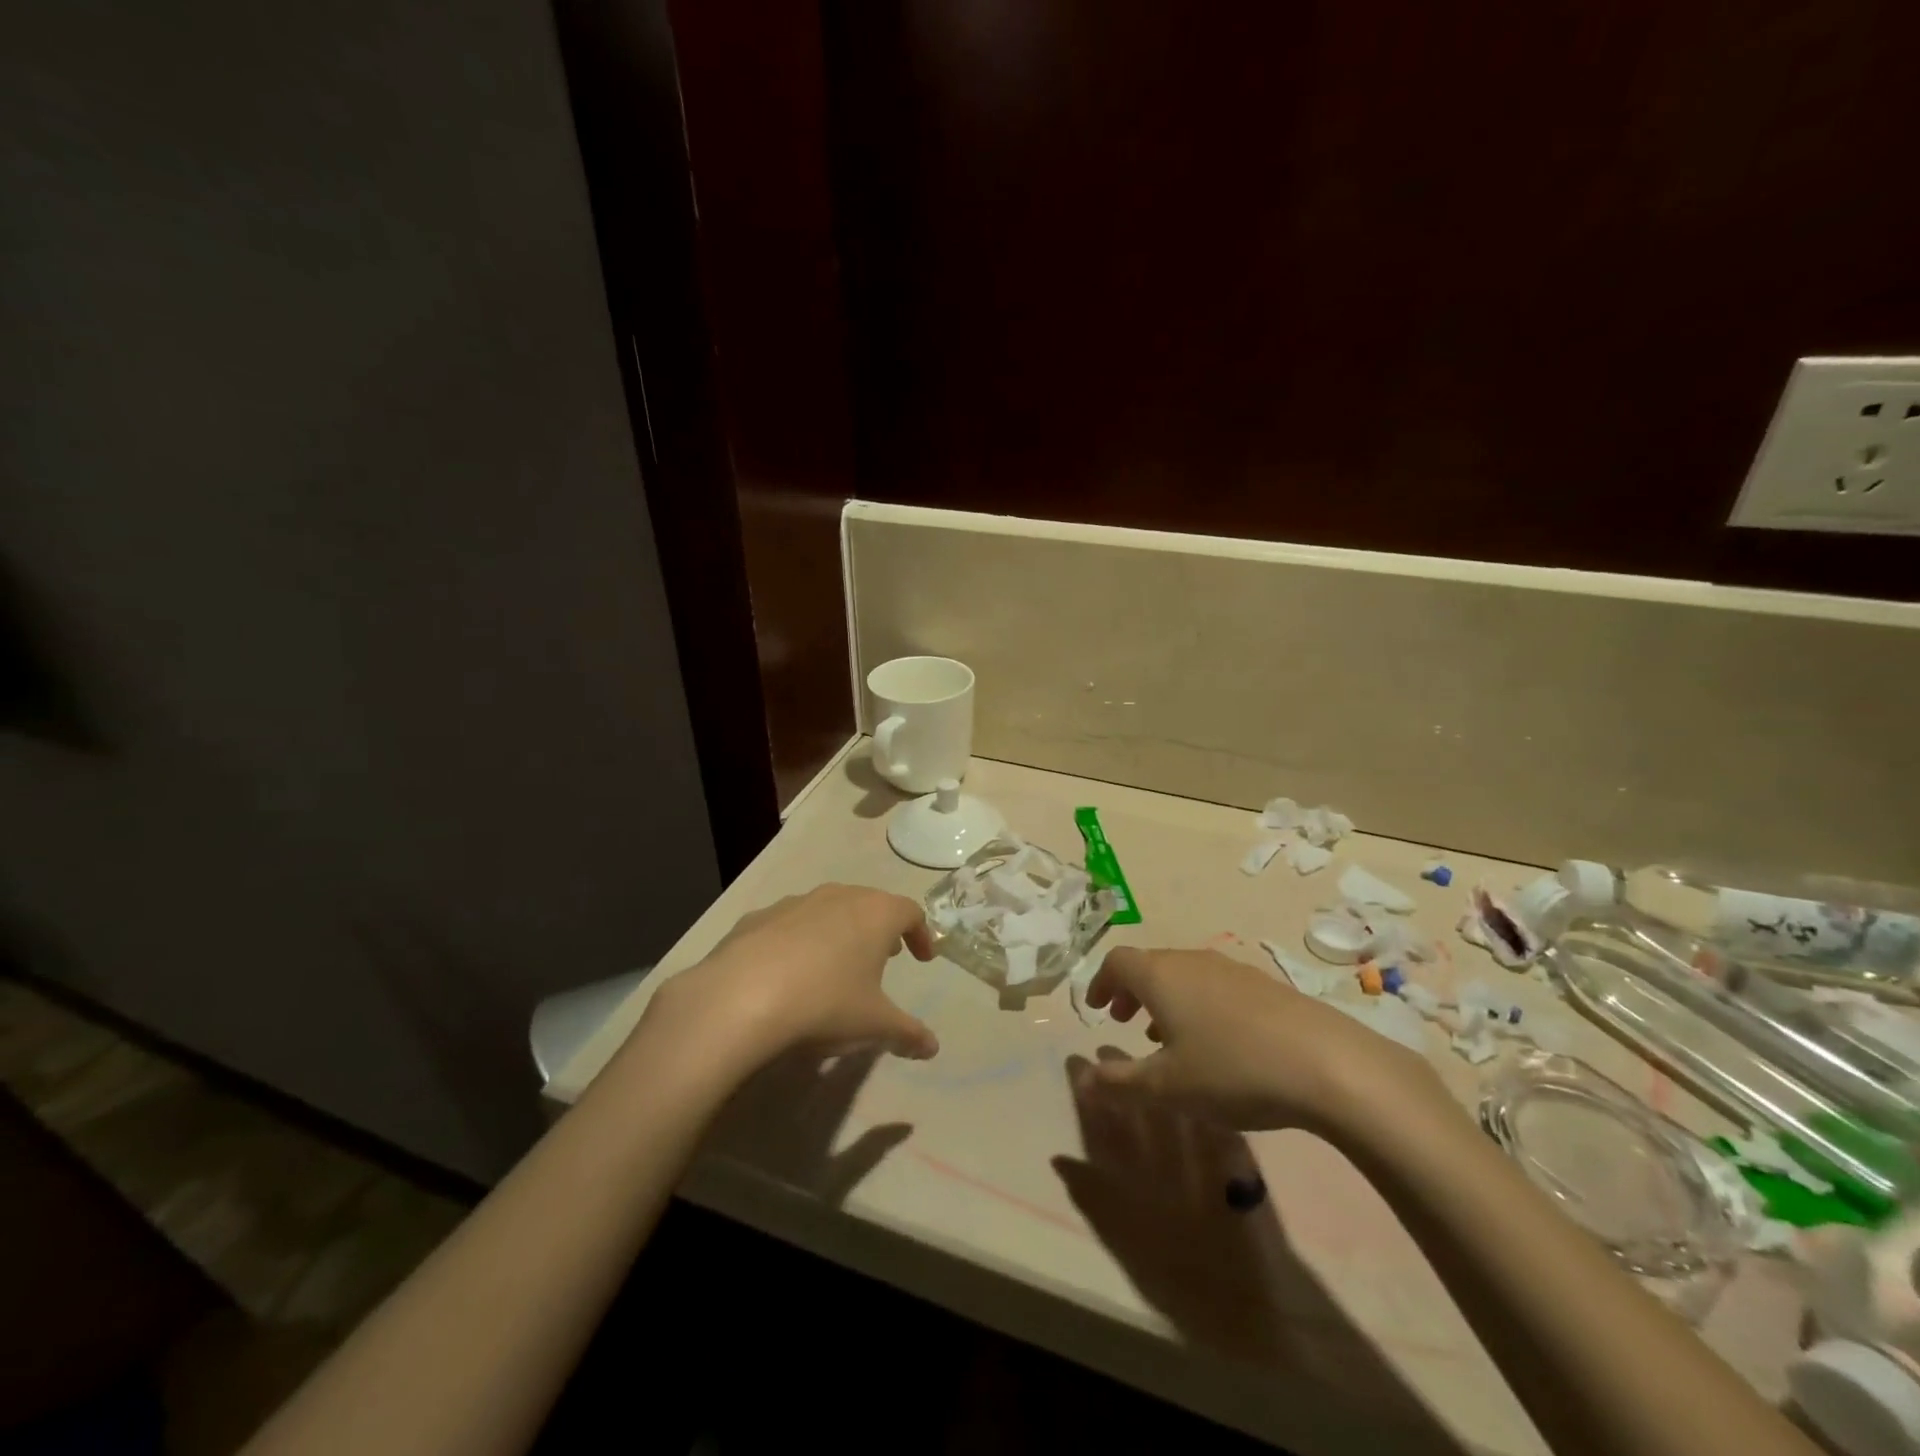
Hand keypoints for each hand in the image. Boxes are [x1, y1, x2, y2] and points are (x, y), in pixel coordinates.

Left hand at [642, 884, 938, 1071]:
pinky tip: (788, 972)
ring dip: (840, 931)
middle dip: (880, 929)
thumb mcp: (875, 1026)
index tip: (922, 959)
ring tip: (838, 964)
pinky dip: (799, 940)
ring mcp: (795, 903)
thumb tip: (932, 1047)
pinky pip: (789, 924)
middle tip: (885, 956)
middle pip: (869, 903)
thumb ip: (908, 1034)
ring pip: (828, 909)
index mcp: (875, 914)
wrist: (739, 998)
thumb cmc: (825, 1004)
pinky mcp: (757, 917)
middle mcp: (838, 897)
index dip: (921, 934)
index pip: (910, 912)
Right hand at [1081, 947, 1443, 1134]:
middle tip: (1123, 1021)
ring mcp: (1231, 969)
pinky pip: (1213, 985)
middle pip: (1150, 964)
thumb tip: (1082, 1077)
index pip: (1117, 962)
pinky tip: (1215, 1043)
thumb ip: (1119, 1082)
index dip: (1100, 982)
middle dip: (1131, 991)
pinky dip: (1196, 1005)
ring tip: (1165, 1038)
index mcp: (1160, 975)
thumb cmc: (1231, 1070)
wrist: (1327, 1063)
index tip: (1096, 1009)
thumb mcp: (1167, 1087)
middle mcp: (1192, 961)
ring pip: (1183, 975)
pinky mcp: (1264, 985)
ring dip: (1164, 1000)